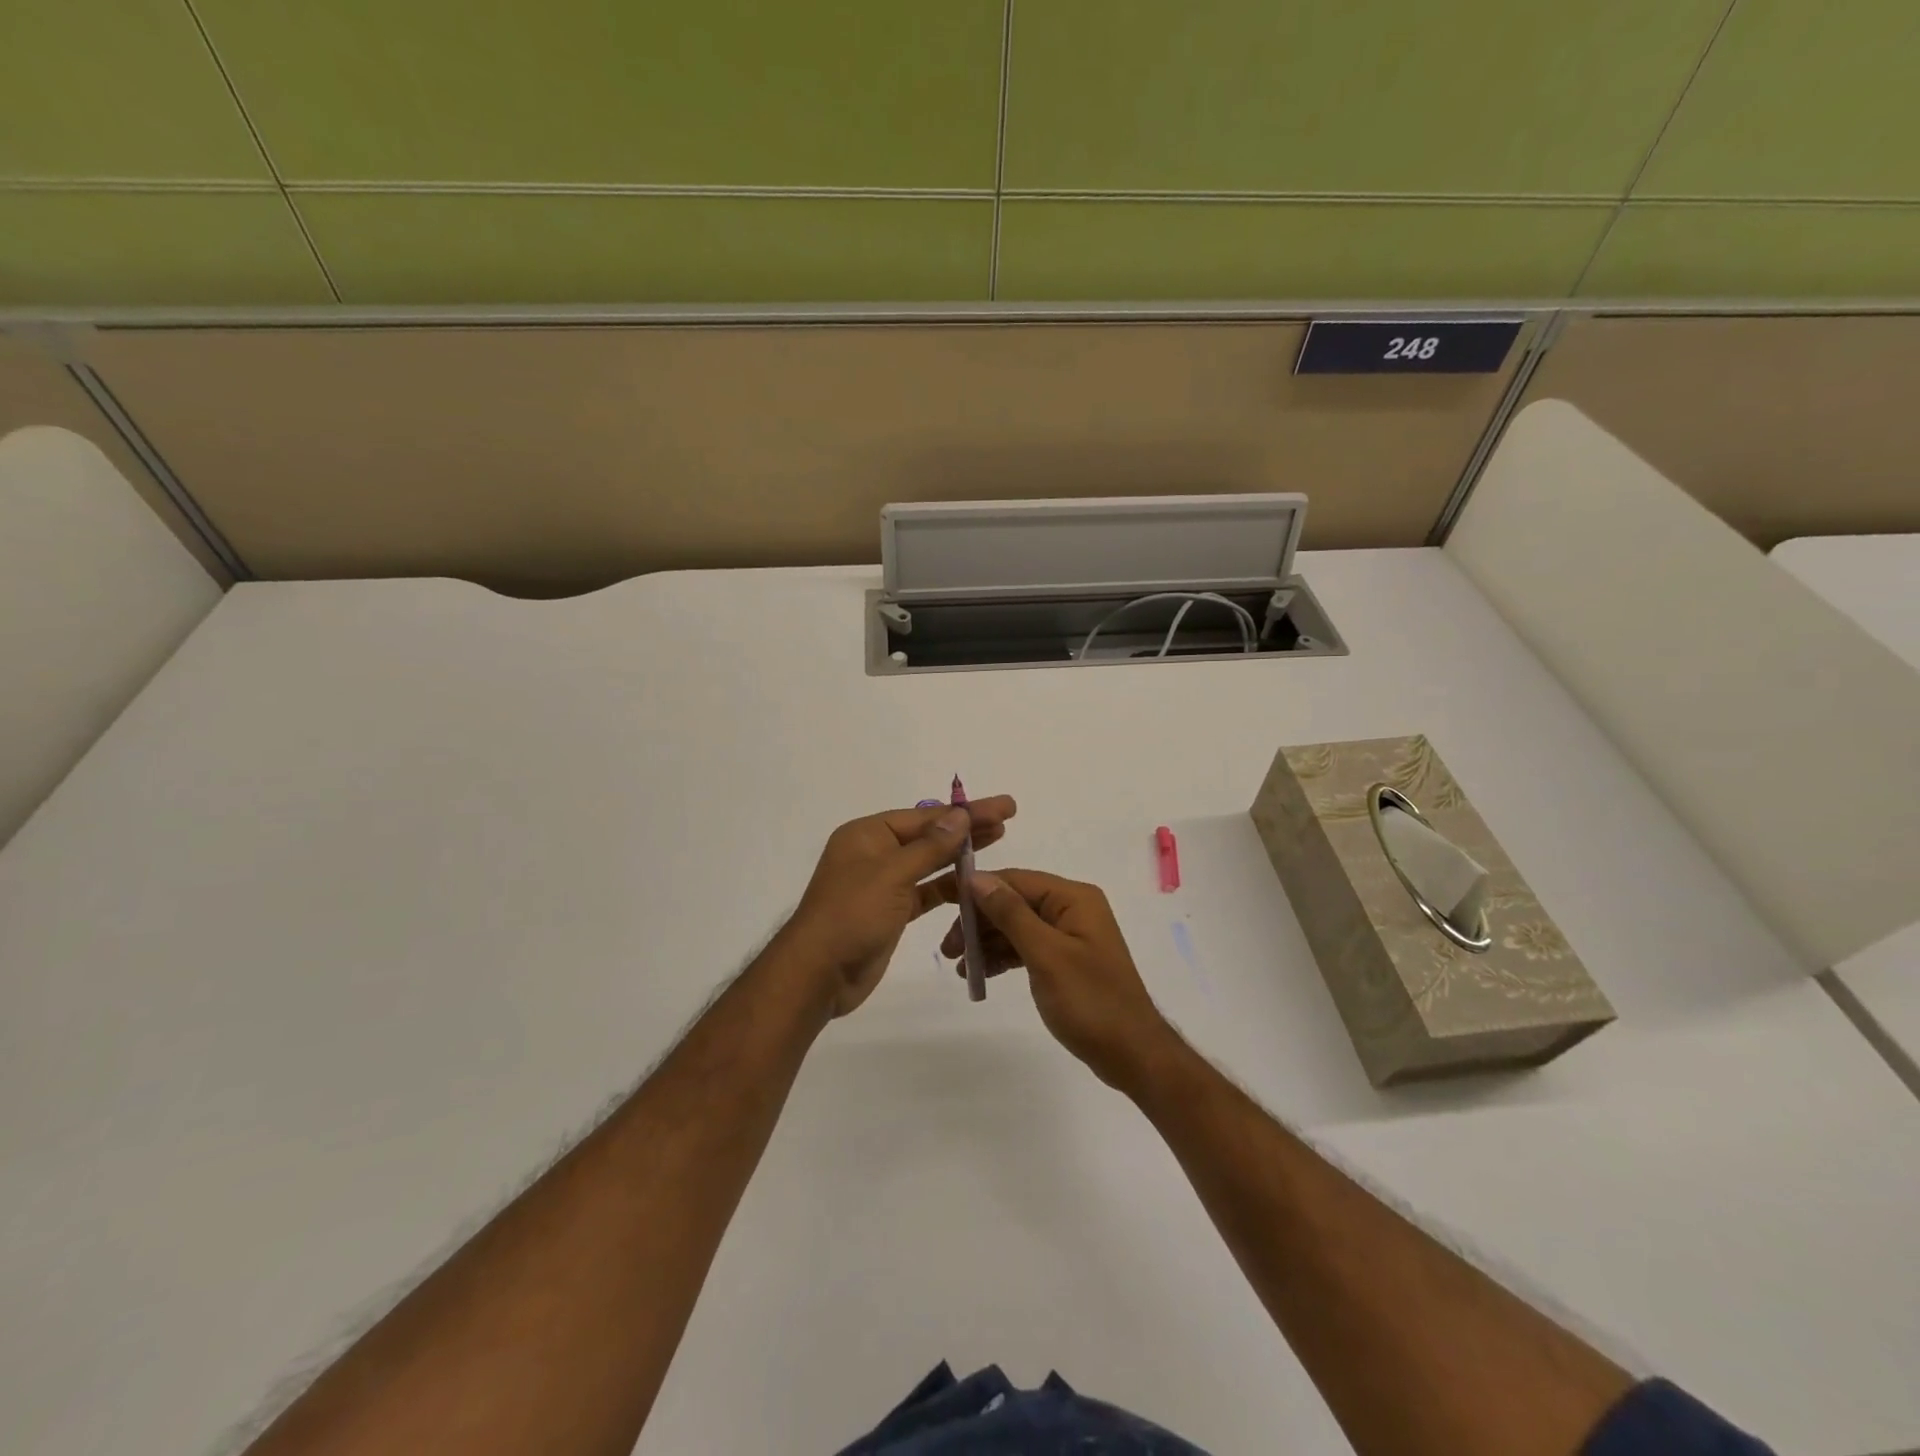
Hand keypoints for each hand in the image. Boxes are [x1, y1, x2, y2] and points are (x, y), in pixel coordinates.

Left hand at [785, 796, 1016, 1017]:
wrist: (818, 974)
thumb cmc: (851, 915)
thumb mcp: (891, 875)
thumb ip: (930, 847)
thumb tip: (961, 815)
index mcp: (867, 834)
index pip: (925, 816)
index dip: (965, 811)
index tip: (1002, 807)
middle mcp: (875, 852)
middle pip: (929, 835)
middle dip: (967, 826)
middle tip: (1008, 817)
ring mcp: (883, 883)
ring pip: (929, 862)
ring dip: (961, 853)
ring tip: (999, 839)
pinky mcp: (891, 912)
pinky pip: (926, 891)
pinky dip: (948, 886)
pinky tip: (974, 881)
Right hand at [939, 868, 1175, 1090]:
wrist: (1132, 1054)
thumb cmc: (1090, 1001)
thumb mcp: (1046, 955)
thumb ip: (1010, 913)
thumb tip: (976, 878)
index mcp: (1072, 898)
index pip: (1015, 880)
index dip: (977, 889)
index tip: (941, 902)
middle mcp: (1072, 908)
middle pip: (1014, 902)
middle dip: (979, 921)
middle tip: (948, 949)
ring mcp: (1070, 935)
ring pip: (1017, 926)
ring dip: (987, 942)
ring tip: (958, 965)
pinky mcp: (1066, 960)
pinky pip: (1027, 947)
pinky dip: (1004, 957)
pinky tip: (981, 973)